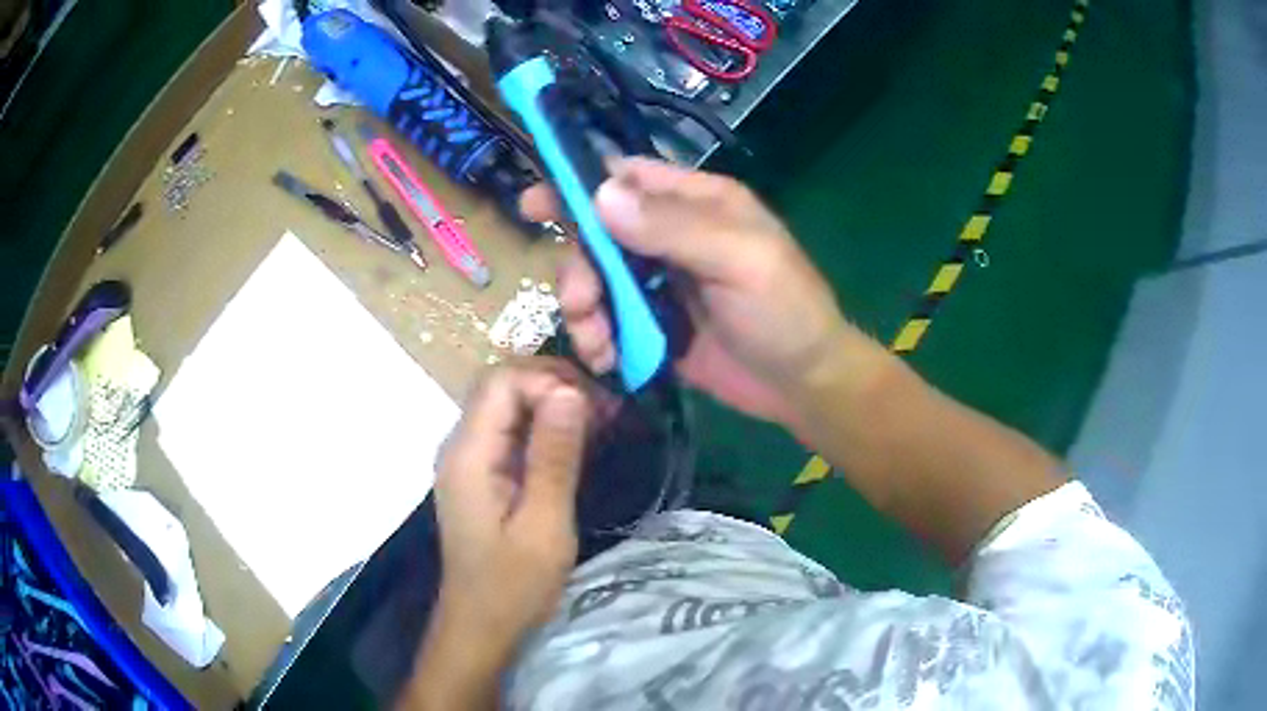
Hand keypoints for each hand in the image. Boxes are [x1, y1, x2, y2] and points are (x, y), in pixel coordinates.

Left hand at [426, 360, 589, 670]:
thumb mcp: (544, 524)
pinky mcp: (481, 474)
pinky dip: (544, 427)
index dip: (548, 379)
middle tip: (604, 407)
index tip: (595, 404)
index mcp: (469, 454)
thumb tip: (570, 391)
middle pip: (501, 386)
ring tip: (600, 420)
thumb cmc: (513, 585)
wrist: (481, 624)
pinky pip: (510, 432)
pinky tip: (578, 442)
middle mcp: (461, 446)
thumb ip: (554, 456)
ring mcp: (469, 460)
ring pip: (507, 406)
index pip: (501, 381)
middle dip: (553, 384)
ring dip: (552, 403)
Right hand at [522, 158, 850, 433]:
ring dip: (584, 308)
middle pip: (597, 232)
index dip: (579, 184)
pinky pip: (606, 320)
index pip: (627, 176)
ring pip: (595, 278)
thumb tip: (600, 196)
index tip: (535, 204)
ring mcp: (658, 281)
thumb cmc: (785, 312)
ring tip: (598, 343)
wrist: (803, 385)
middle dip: (580, 266)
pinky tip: (608, 359)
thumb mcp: (741, 261)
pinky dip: (597, 337)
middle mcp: (670, 234)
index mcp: (697, 202)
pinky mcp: (652, 324)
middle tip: (582, 301)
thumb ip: (673, 227)